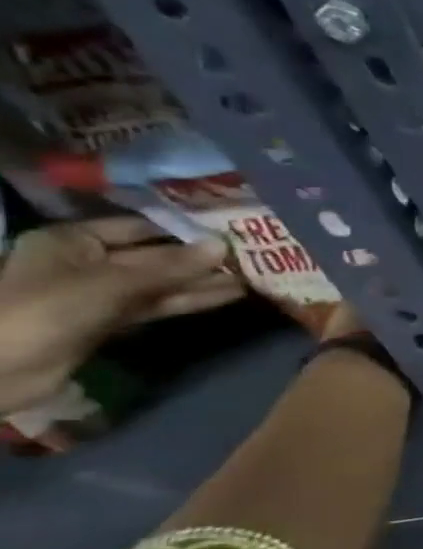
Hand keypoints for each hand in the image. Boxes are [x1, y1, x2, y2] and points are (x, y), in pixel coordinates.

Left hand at [0, 217, 244, 415]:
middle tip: (252, 257)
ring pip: (160, 284)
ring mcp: (98, 294)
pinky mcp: (109, 321)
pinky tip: (228, 297)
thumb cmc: (44, 309)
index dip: (182, 229)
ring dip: (202, 282)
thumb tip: (223, 245)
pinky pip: (156, 305)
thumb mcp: (111, 283)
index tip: (230, 230)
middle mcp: (86, 262)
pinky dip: (189, 302)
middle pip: (153, 257)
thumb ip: (170, 266)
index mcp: (72, 241)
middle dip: (199, 259)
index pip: (139, 227)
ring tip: (252, 278)